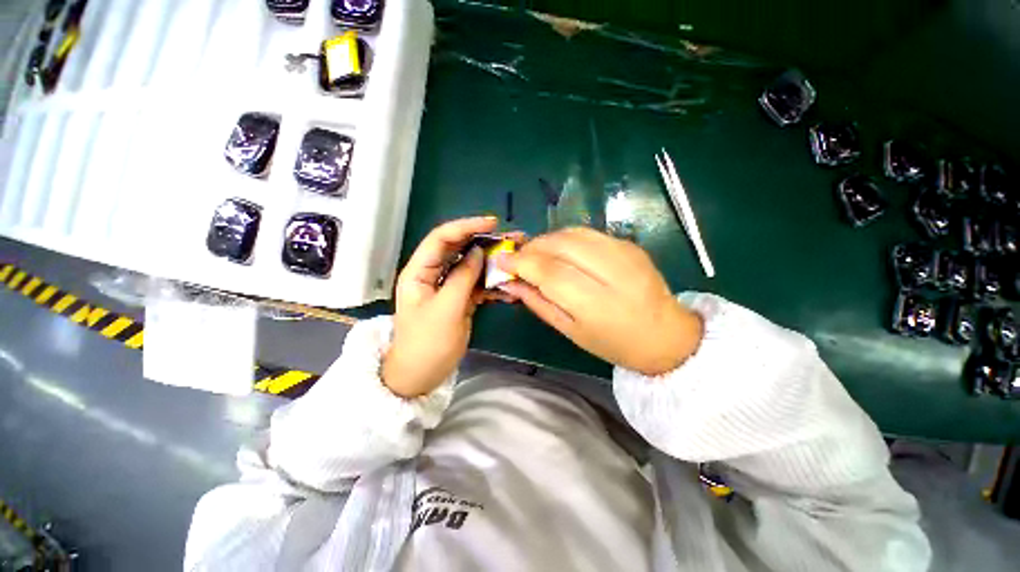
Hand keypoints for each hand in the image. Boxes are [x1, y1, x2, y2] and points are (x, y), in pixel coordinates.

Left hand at [382, 216, 500, 397]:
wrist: (421, 375)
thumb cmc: (427, 344)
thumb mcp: (446, 309)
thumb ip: (463, 278)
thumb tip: (479, 252)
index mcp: (419, 272)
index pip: (441, 238)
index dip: (465, 226)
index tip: (492, 223)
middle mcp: (432, 274)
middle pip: (458, 249)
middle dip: (484, 241)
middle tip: (511, 238)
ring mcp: (447, 286)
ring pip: (471, 266)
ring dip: (492, 262)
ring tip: (515, 257)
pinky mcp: (459, 298)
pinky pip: (477, 284)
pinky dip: (492, 283)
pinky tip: (508, 287)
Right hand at [497, 227, 702, 375]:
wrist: (667, 335)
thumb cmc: (615, 343)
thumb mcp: (571, 331)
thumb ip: (538, 303)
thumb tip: (509, 283)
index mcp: (597, 304)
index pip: (549, 272)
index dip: (521, 262)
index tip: (501, 261)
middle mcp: (613, 272)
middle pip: (560, 245)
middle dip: (531, 247)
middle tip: (518, 258)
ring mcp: (625, 253)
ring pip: (572, 233)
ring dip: (547, 240)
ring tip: (537, 254)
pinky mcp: (630, 244)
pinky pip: (588, 233)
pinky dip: (566, 239)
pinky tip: (561, 252)